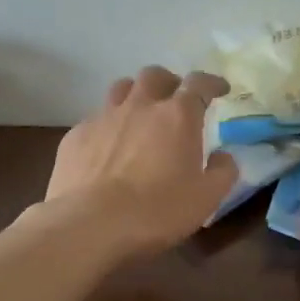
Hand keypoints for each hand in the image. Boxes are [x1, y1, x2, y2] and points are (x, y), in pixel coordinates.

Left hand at [44, 66, 237, 255]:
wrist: (90, 225)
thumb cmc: (157, 211)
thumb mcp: (206, 198)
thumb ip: (222, 172)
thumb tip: (223, 156)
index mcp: (177, 116)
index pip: (198, 84)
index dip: (212, 82)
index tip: (220, 89)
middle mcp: (139, 106)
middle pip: (154, 75)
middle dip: (169, 82)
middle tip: (175, 100)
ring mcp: (103, 117)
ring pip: (120, 88)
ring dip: (135, 95)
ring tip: (139, 114)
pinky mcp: (75, 136)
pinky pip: (95, 119)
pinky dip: (108, 125)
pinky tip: (107, 148)